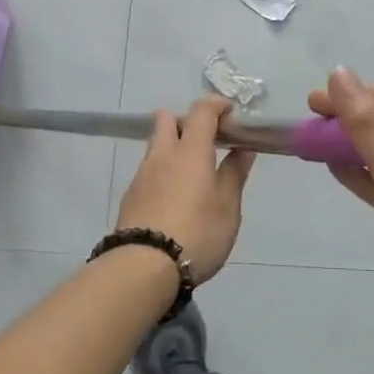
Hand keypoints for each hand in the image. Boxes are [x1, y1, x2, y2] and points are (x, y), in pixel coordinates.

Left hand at [115, 97, 255, 283]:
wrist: (142, 267)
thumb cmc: (197, 233)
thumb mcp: (228, 207)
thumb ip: (234, 174)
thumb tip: (243, 148)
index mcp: (191, 151)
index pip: (201, 111)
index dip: (216, 105)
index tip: (230, 113)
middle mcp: (163, 154)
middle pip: (167, 119)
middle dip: (186, 121)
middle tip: (206, 142)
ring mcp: (142, 175)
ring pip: (156, 145)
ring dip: (173, 148)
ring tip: (192, 176)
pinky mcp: (130, 196)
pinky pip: (148, 171)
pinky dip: (163, 172)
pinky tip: (173, 198)